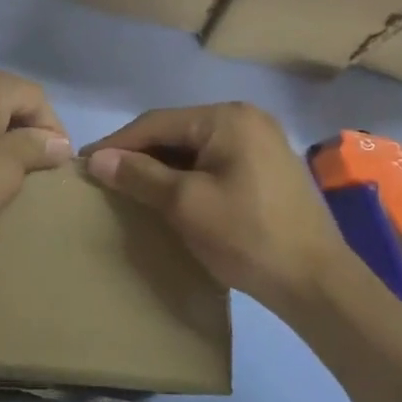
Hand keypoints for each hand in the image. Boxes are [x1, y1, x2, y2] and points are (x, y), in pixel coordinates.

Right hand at [83, 102, 351, 318]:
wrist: (316, 283)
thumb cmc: (247, 236)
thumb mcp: (185, 204)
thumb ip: (139, 176)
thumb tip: (97, 159)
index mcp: (228, 118)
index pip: (157, 123)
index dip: (118, 143)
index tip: (85, 163)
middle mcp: (247, 119)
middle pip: (178, 131)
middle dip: (140, 154)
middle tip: (105, 177)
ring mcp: (262, 143)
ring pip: (195, 148)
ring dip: (162, 166)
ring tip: (130, 187)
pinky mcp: (268, 169)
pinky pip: (215, 162)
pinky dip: (187, 175)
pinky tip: (169, 195)